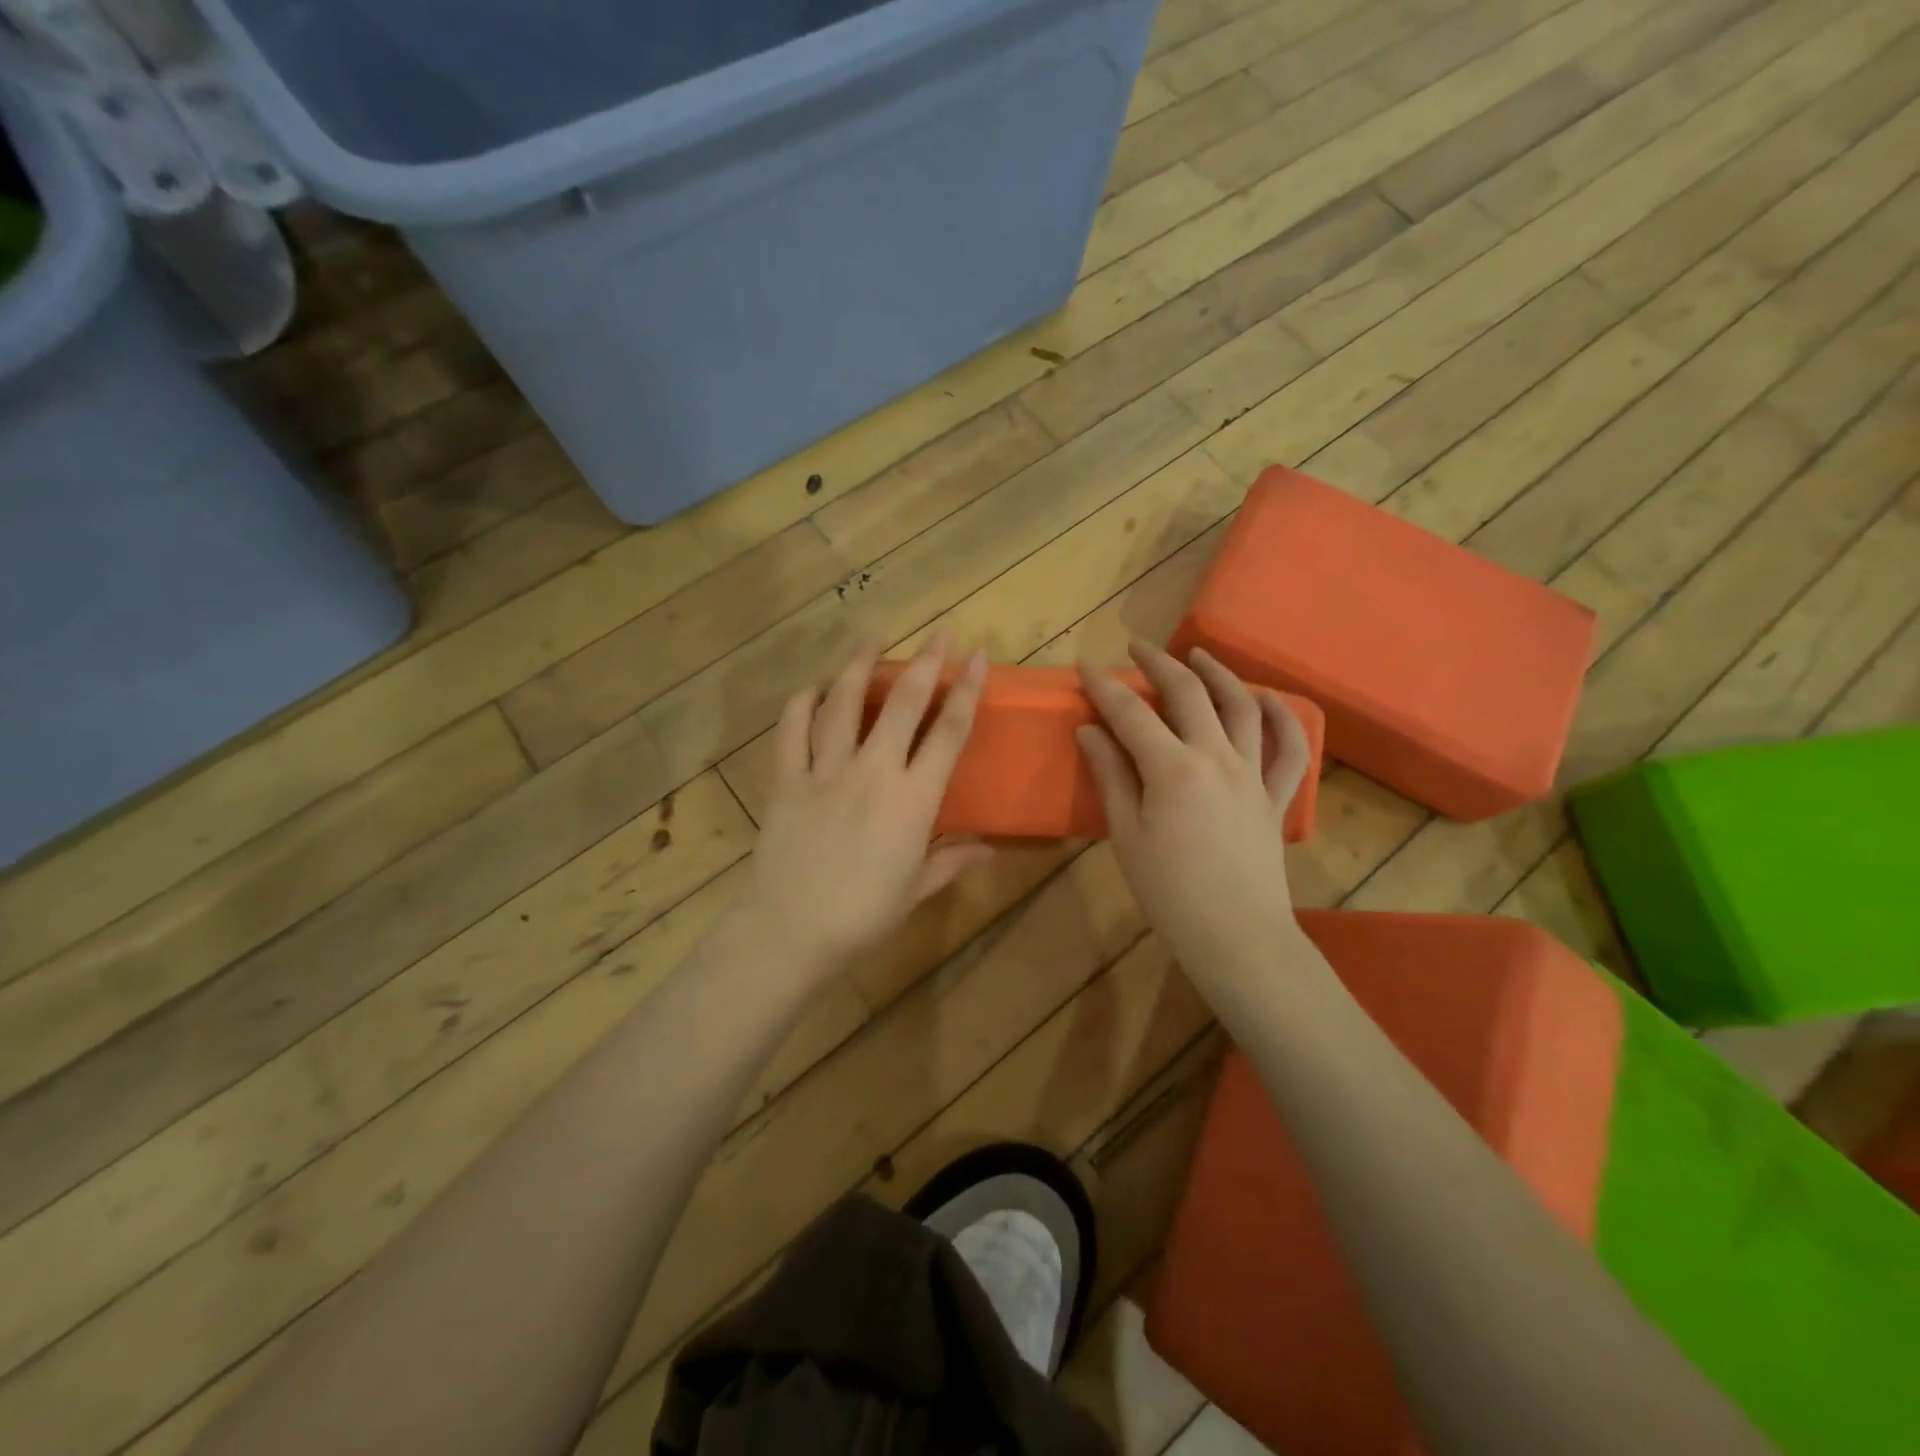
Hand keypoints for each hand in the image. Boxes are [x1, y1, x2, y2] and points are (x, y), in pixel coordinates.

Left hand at [736, 635, 993, 985]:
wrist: (790, 931)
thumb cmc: (862, 917)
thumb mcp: (915, 890)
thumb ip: (952, 862)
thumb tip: (990, 849)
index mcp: (913, 800)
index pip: (948, 733)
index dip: (966, 691)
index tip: (977, 657)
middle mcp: (872, 772)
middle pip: (902, 704)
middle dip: (925, 663)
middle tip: (940, 633)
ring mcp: (825, 771)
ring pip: (843, 703)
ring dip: (859, 666)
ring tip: (872, 639)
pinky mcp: (787, 780)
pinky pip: (792, 730)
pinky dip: (802, 703)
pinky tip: (812, 687)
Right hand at [1076, 642, 1314, 1001]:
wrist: (1236, 936)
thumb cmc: (1169, 892)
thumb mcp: (1127, 834)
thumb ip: (1111, 776)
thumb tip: (1090, 731)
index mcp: (1173, 769)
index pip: (1131, 713)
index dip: (1105, 686)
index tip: (1085, 666)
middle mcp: (1216, 757)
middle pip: (1189, 694)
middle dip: (1160, 664)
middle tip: (1137, 648)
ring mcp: (1253, 773)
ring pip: (1242, 706)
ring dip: (1218, 673)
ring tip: (1198, 655)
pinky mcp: (1276, 794)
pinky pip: (1290, 747)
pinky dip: (1283, 716)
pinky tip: (1266, 699)